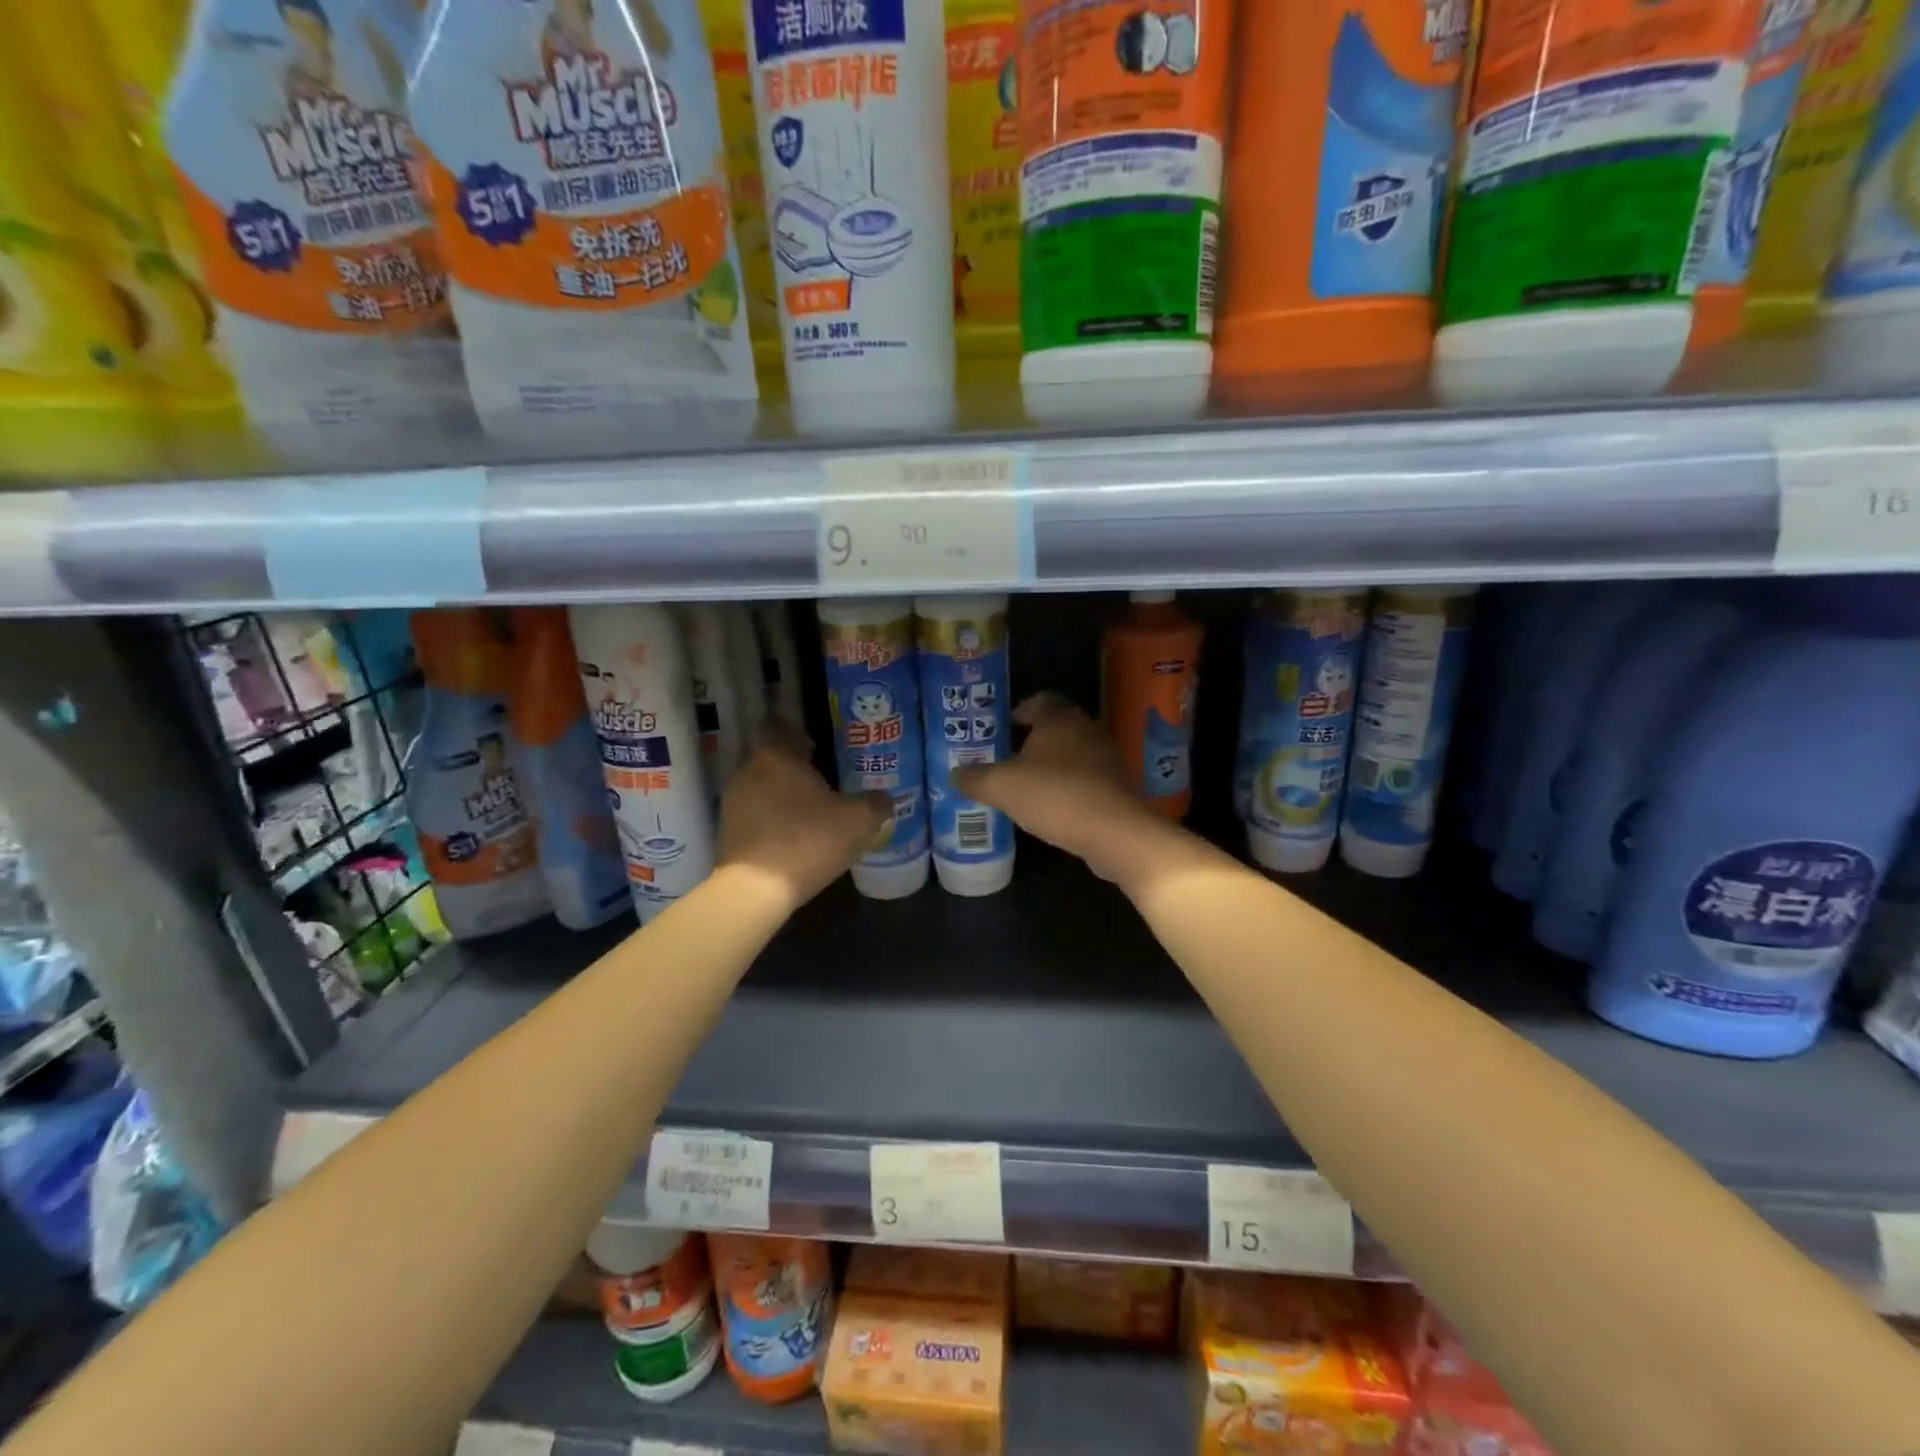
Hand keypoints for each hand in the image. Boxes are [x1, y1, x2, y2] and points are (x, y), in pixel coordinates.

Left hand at [719, 724, 891, 908]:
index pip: (780, 727)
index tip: (818, 744)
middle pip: (772, 758)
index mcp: (776, 756)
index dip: (799, 733)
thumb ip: (875, 804)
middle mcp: (748, 771)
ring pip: (762, 786)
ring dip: (783, 794)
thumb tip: (886, 798)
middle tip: (824, 778)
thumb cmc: (808, 841)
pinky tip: (794, 834)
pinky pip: (755, 813)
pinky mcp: (727, 831)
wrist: (755, 891)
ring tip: (811, 810)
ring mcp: (733, 802)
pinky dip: (772, 818)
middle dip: (795, 767)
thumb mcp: (857, 822)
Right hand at [952, 693, 1165, 883]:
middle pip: (1056, 727)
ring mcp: (1107, 757)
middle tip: (1007, 761)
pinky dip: (1068, 788)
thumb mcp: (1001, 787)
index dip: (1019, 711)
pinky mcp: (1117, 786)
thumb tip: (955, 774)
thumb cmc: (1054, 795)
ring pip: (1072, 754)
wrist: (1113, 832)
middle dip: (1032, 742)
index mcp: (1060, 718)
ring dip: (1052, 767)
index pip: (1040, 699)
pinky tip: (1052, 809)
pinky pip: (1086, 779)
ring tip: (1027, 788)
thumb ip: (975, 778)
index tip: (1003, 730)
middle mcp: (1087, 729)